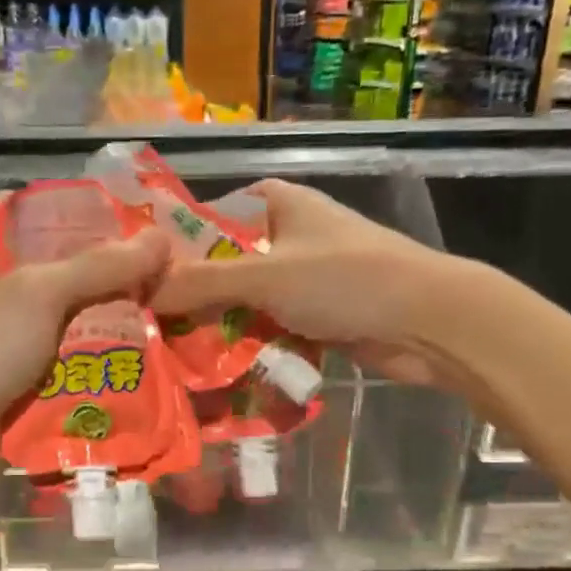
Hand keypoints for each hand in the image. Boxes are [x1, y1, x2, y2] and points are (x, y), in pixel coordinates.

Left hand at [0, 195, 169, 532]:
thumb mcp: (36, 294)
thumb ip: (98, 266)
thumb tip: (161, 241)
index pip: (26, 210)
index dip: (71, 203)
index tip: (126, 207)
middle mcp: (9, 296)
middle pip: (68, 270)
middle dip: (117, 269)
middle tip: (175, 263)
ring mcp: (23, 344)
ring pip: (83, 322)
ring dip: (124, 320)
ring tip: (182, 308)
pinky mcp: (39, 387)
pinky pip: (85, 367)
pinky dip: (115, 364)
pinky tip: (161, 358)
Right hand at [151, 179, 464, 387]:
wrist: (427, 323)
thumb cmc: (345, 279)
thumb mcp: (265, 276)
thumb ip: (202, 283)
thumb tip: (143, 293)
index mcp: (281, 204)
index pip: (215, 212)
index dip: (180, 236)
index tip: (144, 268)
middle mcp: (292, 236)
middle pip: (228, 261)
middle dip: (194, 290)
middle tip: (148, 319)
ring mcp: (307, 279)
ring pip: (248, 299)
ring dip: (220, 322)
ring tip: (170, 347)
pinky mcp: (320, 316)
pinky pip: (271, 326)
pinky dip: (250, 342)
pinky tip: (214, 366)